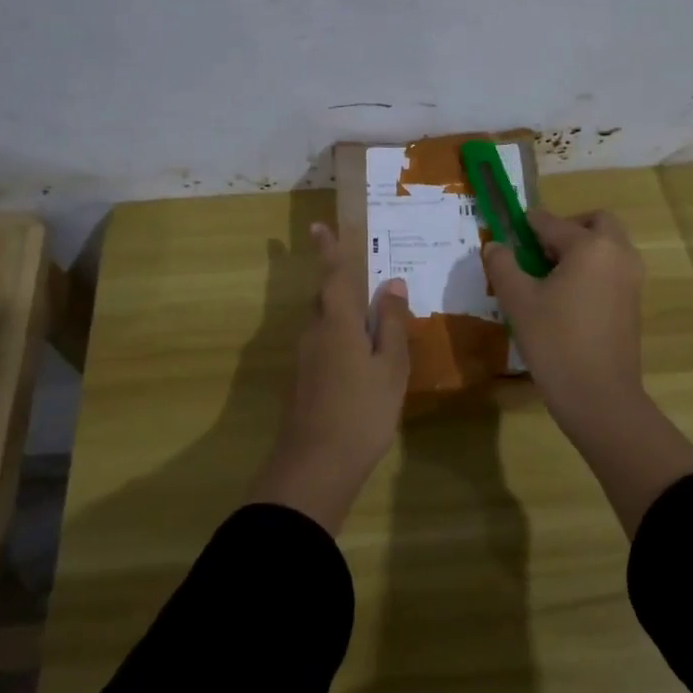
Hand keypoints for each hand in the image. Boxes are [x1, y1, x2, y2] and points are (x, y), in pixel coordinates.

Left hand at [248, 222, 410, 533]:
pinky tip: (359, 363)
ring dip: (342, 318)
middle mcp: (313, 333)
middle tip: (369, 287)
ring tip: (371, 326)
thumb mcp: (390, 367)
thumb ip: (390, 323)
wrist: (314, 467)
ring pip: (323, 325)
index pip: (333, 276)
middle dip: (341, 288)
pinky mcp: (301, 381)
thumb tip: (392, 283)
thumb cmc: (361, 412)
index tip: (317, 226)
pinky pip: (322, 346)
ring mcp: (303, 359)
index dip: (328, 250)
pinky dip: (339, 342)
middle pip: (326, 300)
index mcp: (336, 323)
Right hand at [486, 208, 692, 536]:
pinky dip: (591, 269)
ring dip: (580, 248)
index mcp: (590, 246)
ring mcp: (631, 278)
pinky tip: (565, 297)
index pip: (552, 222)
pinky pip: (611, 268)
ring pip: (606, 245)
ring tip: (547, 277)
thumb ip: (503, 265)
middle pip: (594, 222)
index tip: (508, 234)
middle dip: (566, 228)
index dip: (526, 226)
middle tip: (538, 251)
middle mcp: (618, 253)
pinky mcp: (633, 302)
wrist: (600, 397)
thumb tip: (495, 246)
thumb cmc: (555, 342)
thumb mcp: (518, 301)